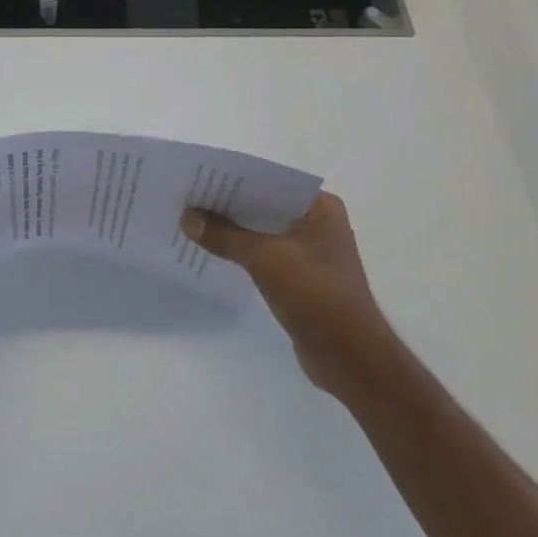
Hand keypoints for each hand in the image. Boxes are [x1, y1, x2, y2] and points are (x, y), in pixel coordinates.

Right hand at [180, 192, 390, 397]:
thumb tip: (186, 217)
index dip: (234, 179)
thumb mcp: (265, 259)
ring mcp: (309, 251)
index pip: (270, 181)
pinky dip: (240, 252)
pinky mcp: (299, 277)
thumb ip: (224, 235)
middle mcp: (316, 223)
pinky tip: (211, 250)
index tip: (199, 177)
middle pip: (263, 205)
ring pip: (261, 231)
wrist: (350, 359)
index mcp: (320, 207)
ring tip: (191, 221)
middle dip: (227, 204)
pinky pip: (263, 254)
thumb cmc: (316, 296)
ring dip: (231, 229)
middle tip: (187, 198)